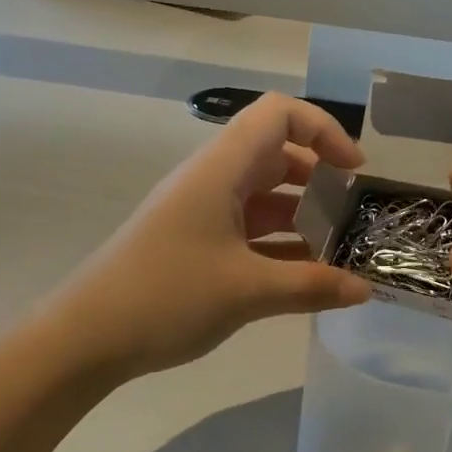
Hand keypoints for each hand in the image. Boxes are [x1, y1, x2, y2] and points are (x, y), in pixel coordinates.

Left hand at [54, 94, 372, 379]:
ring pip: (263, 196)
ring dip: (301, 215)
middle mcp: (212, 180)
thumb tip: (365, 289)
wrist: (86, 336)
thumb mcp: (247, 291)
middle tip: (354, 214)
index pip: (278, 115)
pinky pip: (248, 229)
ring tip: (339, 249)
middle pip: (275, 155)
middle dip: (320, 178)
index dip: (323, 130)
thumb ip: (312, 286)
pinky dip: (279, 243)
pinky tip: (305, 274)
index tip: (354, 171)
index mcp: (221, 170)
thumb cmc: (166, 296)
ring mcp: (201, 212)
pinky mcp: (194, 243)